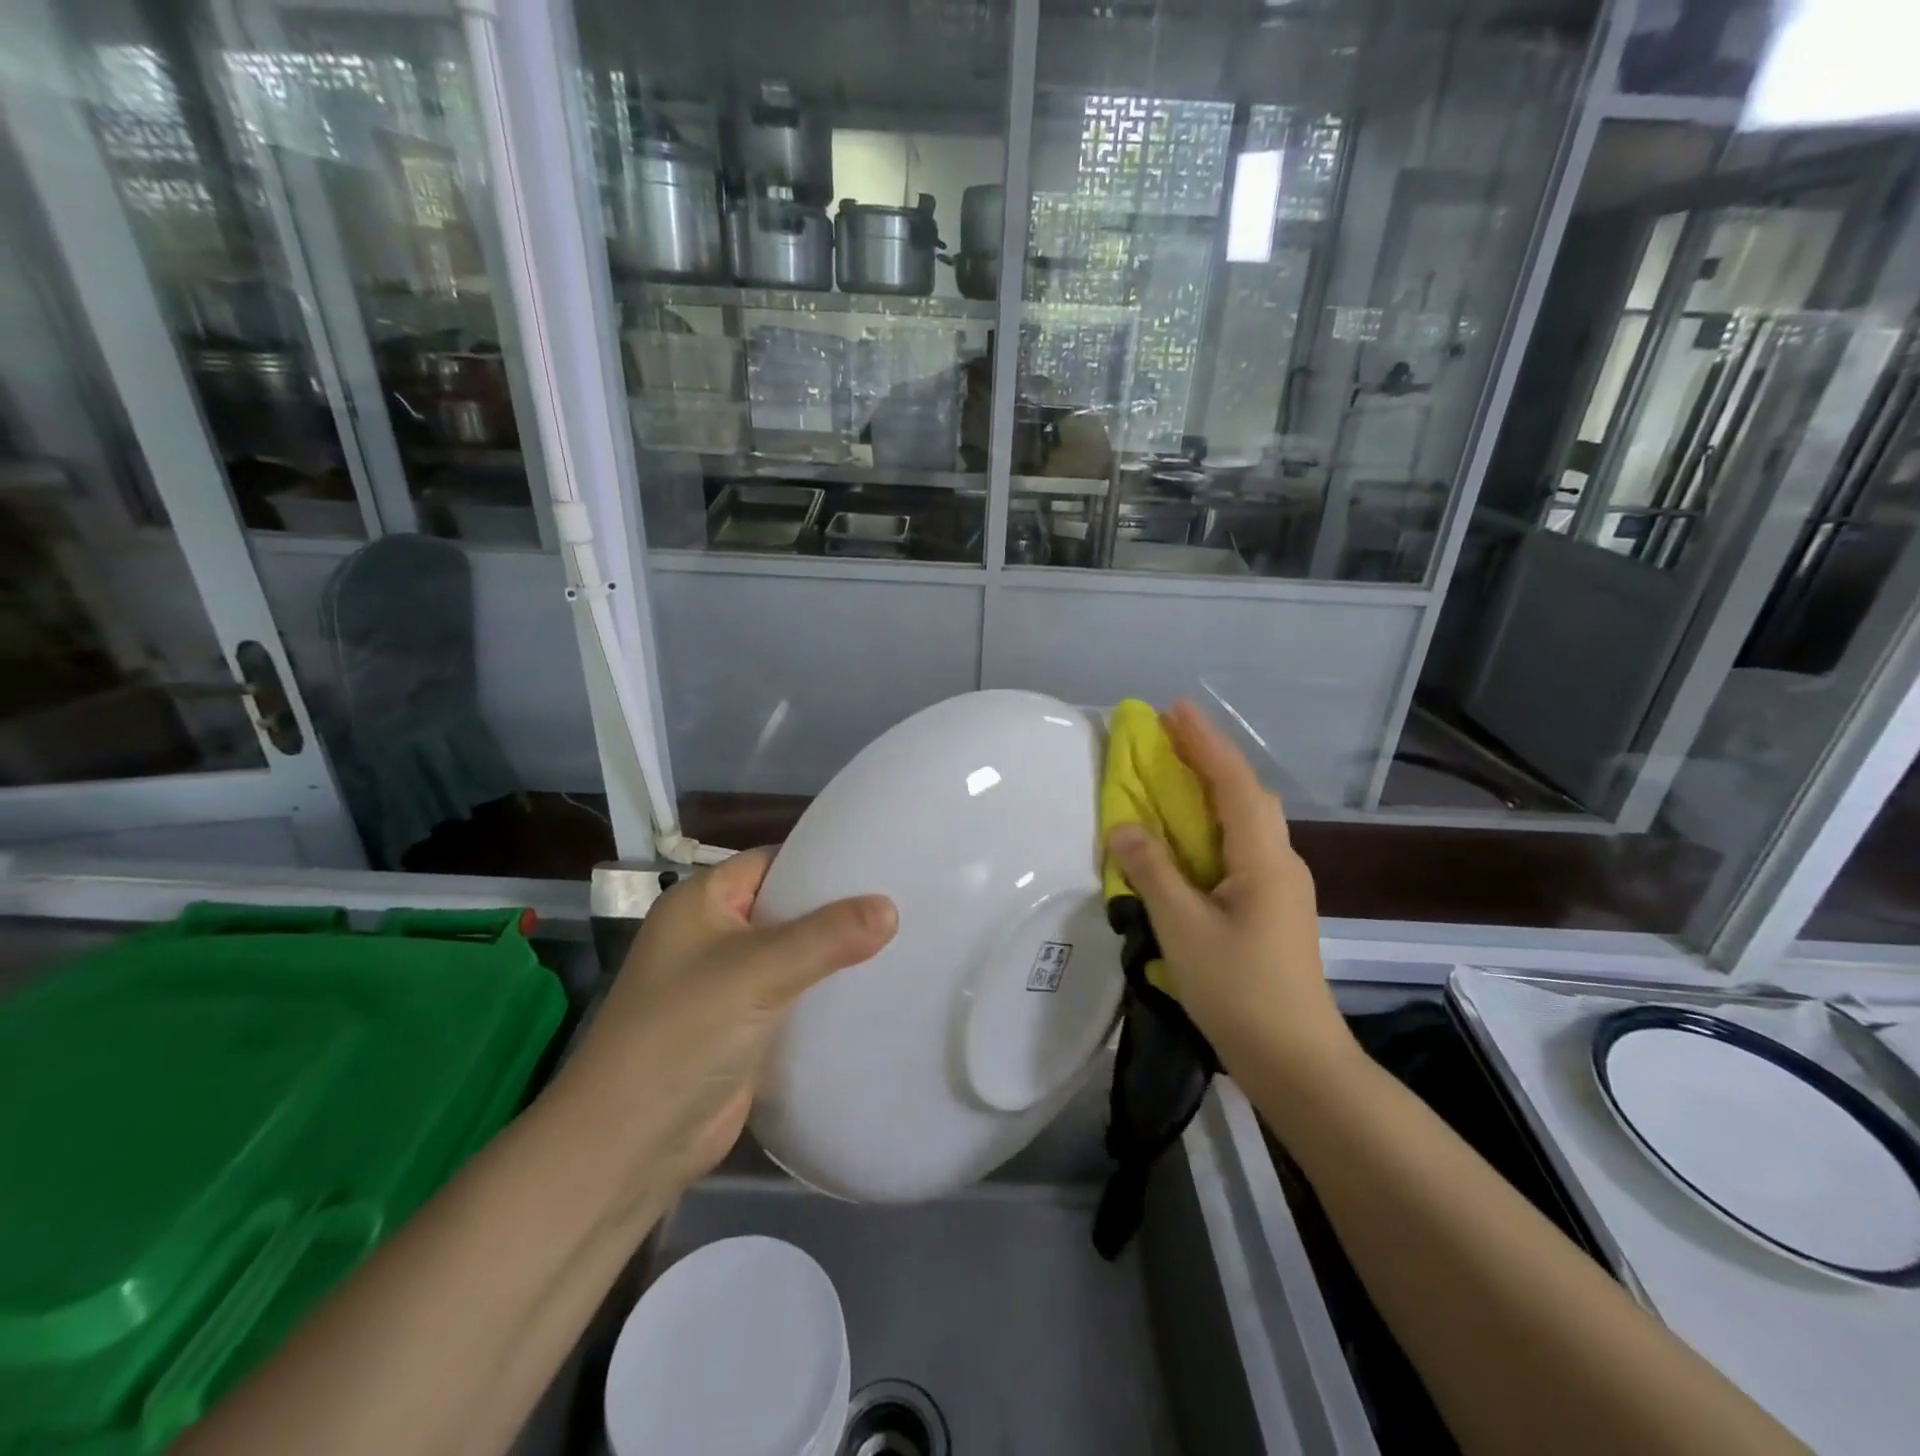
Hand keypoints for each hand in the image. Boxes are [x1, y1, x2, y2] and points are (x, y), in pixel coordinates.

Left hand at [547, 850, 895, 1217]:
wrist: (631, 1145)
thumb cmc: (682, 1034)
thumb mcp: (757, 971)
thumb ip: (826, 936)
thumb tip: (891, 907)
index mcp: (702, 902)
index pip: (772, 862)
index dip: (822, 859)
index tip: (881, 861)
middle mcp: (713, 935)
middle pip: (787, 908)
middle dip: (838, 909)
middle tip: (902, 902)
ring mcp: (728, 984)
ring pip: (794, 955)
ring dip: (836, 954)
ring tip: (901, 941)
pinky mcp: (744, 1027)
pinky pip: (794, 996)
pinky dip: (826, 993)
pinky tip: (874, 989)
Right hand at [1104, 701, 1352, 1084]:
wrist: (1297, 1061)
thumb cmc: (1239, 990)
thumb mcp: (1183, 928)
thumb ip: (1152, 871)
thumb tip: (1123, 826)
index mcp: (1263, 858)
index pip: (1232, 783)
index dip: (1203, 743)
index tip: (1173, 710)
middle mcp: (1279, 862)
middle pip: (1246, 795)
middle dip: (1210, 759)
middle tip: (1170, 738)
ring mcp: (1281, 888)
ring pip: (1246, 822)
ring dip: (1213, 791)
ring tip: (1175, 777)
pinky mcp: (1272, 910)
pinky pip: (1240, 848)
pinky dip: (1213, 826)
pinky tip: (1191, 840)